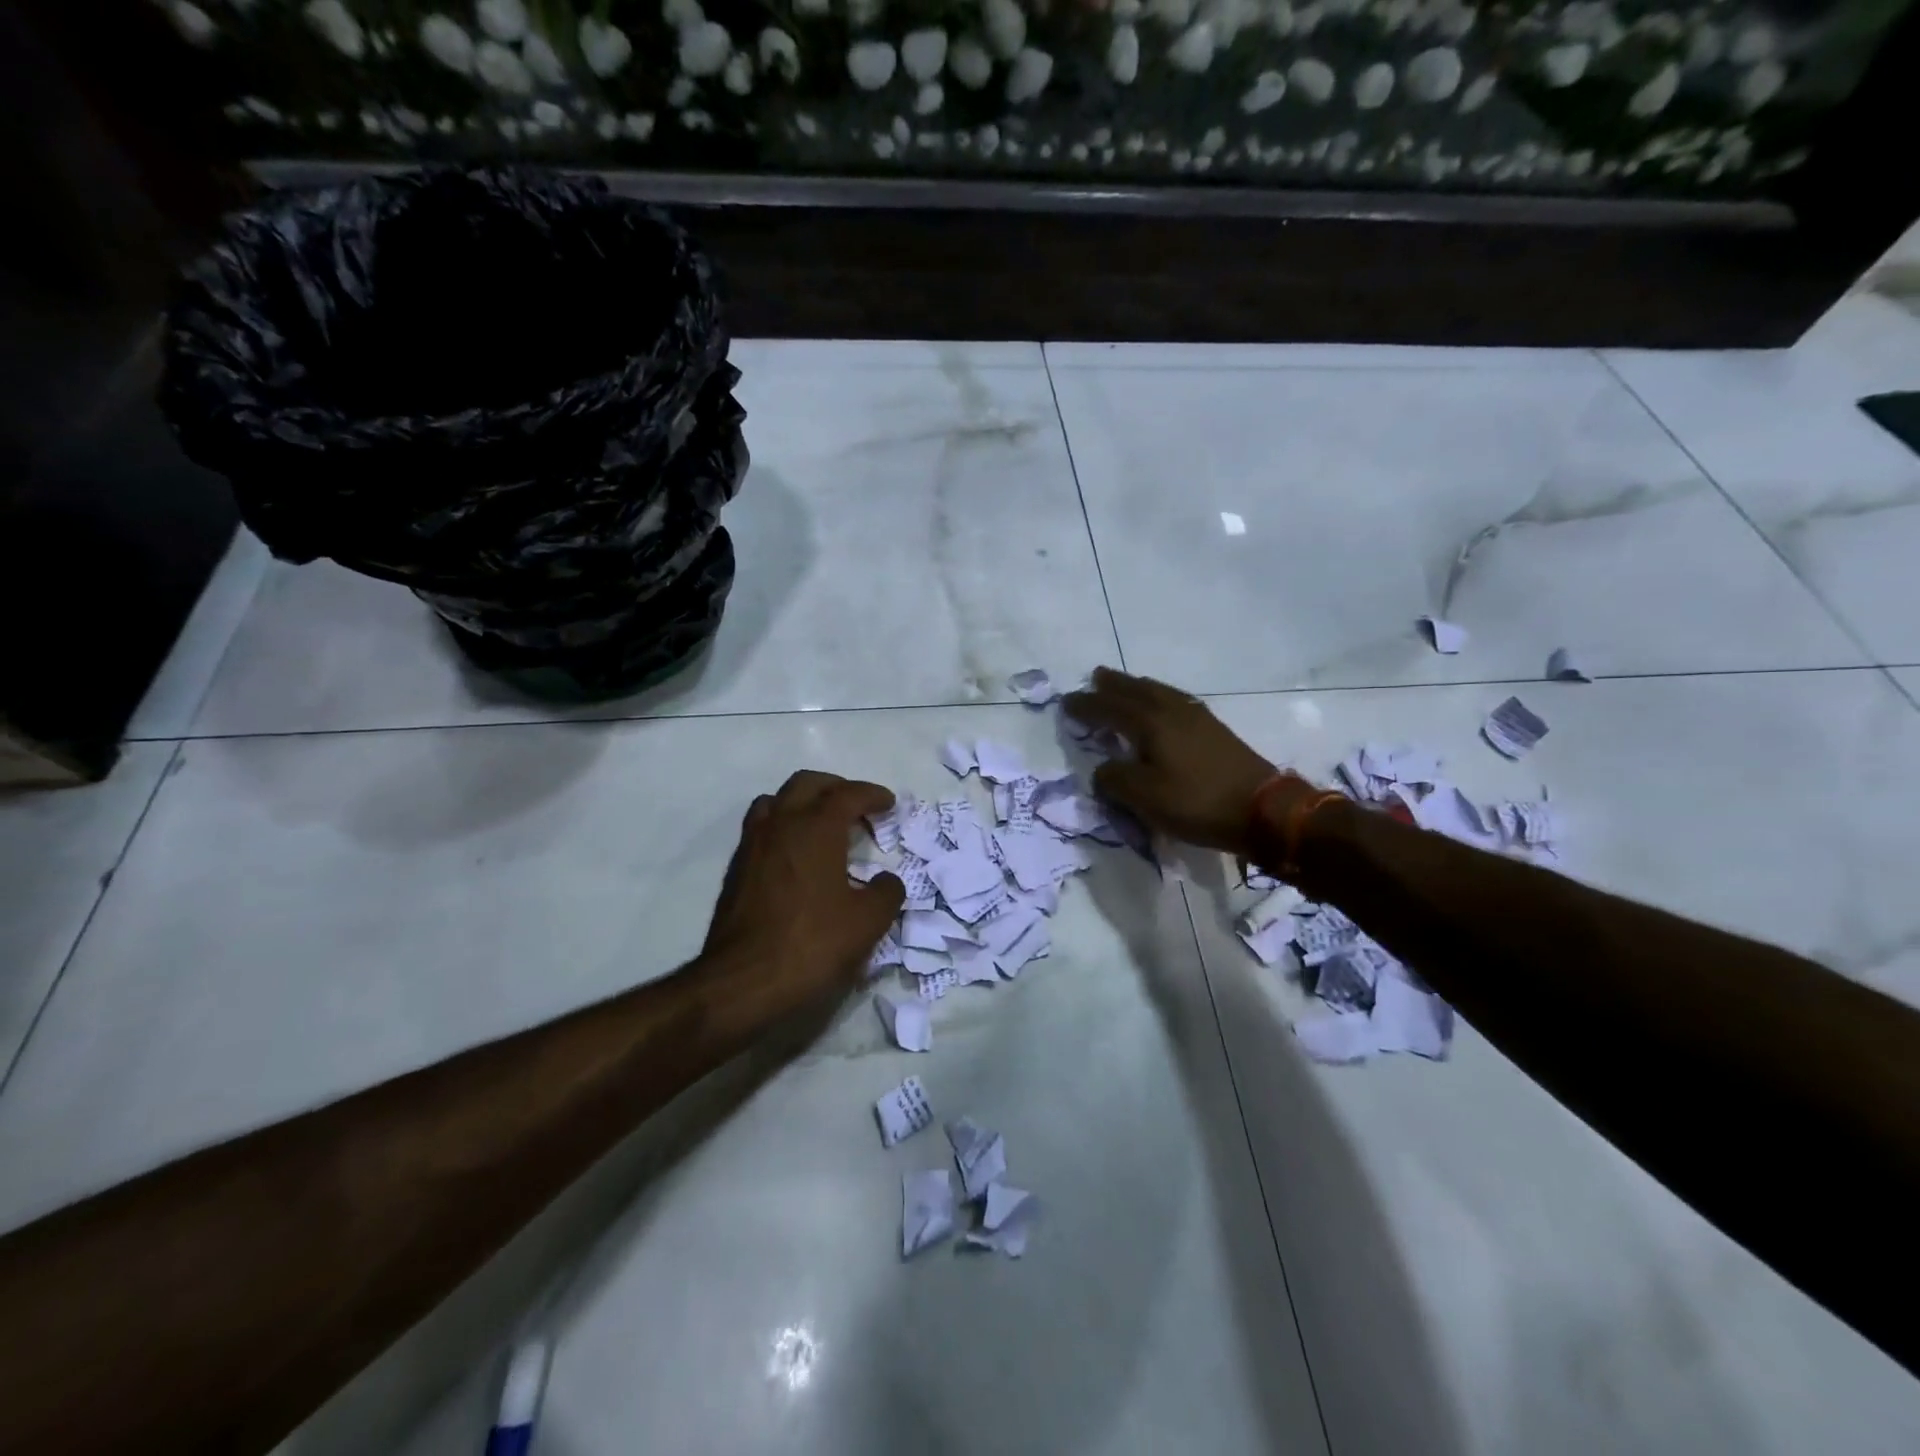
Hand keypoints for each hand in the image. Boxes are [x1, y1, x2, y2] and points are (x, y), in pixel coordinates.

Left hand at [699, 770, 905, 1028]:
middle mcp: (781, 825)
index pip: (847, 795)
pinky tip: (797, 856)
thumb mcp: (867, 923)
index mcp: (815, 829)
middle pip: (807, 784)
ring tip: (823, 825)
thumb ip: (886, 893)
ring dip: (803, 802)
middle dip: (836, 788)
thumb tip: (886, 880)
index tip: (889, 804)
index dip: (872, 795)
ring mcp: (753, 845)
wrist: (742, 982)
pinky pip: (762, 828)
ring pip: (777, 801)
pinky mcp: (737, 870)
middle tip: (857, 806)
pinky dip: (784, 826)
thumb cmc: (811, 945)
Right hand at [1064, 667, 1305, 857]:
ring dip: (1138, 687)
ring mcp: (1197, 718)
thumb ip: (1115, 779)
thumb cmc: (1197, 802)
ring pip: (1160, 692)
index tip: (1066, 703)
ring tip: (1126, 687)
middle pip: (1137, 690)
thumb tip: (1103, 769)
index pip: (1109, 708)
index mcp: (1151, 723)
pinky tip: (1164, 706)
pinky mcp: (1215, 730)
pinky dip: (1160, 697)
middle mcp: (1172, 711)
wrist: (1263, 810)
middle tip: (1096, 677)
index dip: (1086, 706)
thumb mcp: (1145, 797)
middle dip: (1114, 684)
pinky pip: (1177, 701)